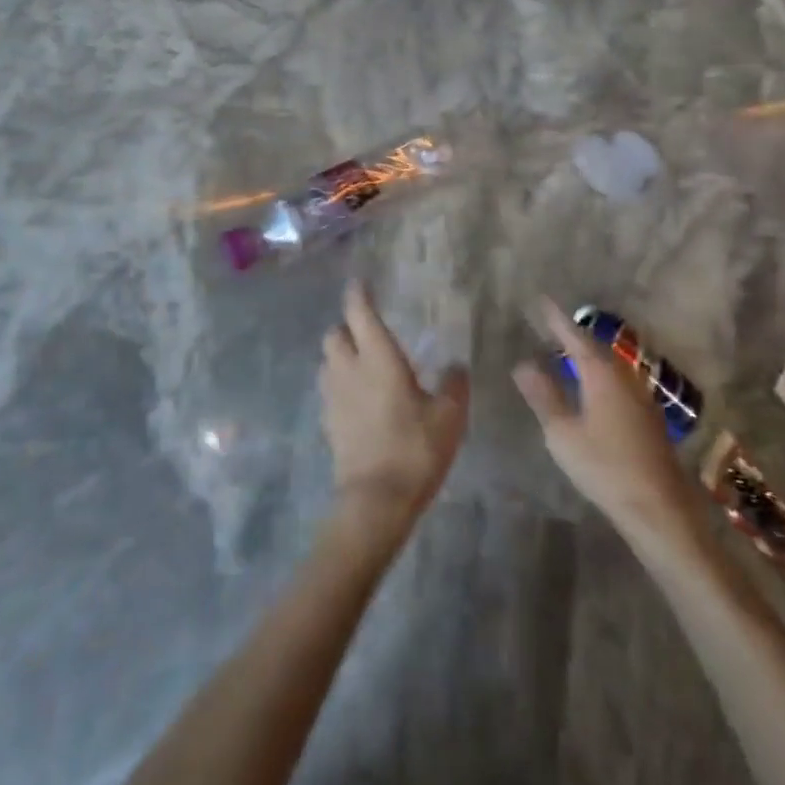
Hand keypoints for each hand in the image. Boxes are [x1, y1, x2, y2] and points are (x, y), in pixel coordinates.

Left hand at [319, 281, 468, 541]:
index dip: (358, 294)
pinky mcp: (328, 423)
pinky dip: (340, 383)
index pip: (359, 312)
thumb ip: (454, 385)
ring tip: (362, 362)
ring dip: (340, 355)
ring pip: (327, 361)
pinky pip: (329, 389)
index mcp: (378, 357)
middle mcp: (349, 369)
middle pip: (334, 334)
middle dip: (346, 326)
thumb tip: (456, 366)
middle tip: (367, 330)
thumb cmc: (415, 449)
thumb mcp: (449, 416)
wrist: (375, 501)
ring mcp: (334, 397)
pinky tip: (358, 397)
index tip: (361, 282)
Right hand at [514, 300, 699, 540]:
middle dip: (572, 334)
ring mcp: (640, 395)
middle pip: (595, 346)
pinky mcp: (647, 415)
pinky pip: (617, 379)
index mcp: (602, 374)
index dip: (556, 319)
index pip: (574, 336)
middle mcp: (624, 376)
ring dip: (587, 353)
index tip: (541, 300)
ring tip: (565, 350)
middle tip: (549, 323)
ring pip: (609, 363)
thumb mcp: (563, 433)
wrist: (659, 509)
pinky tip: (591, 384)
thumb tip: (523, 364)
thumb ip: (544, 396)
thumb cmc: (605, 468)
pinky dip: (599, 372)